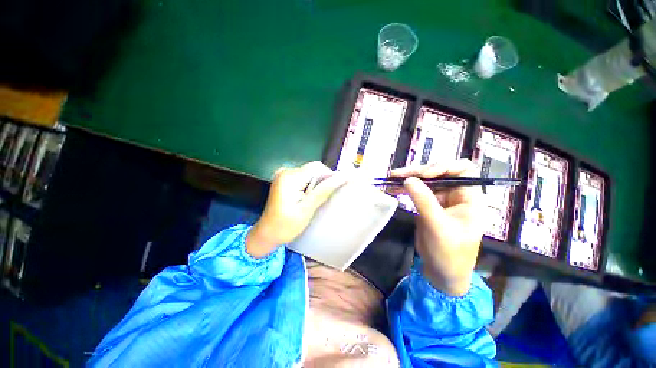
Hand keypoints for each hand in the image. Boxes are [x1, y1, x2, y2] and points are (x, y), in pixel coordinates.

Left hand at [246, 162, 346, 257]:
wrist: (266, 235)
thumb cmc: (285, 226)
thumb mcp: (307, 209)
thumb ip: (324, 191)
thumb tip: (342, 177)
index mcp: (290, 177)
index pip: (317, 167)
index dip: (330, 175)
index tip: (336, 189)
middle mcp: (286, 172)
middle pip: (314, 169)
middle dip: (323, 181)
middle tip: (324, 199)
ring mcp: (284, 176)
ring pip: (310, 174)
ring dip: (317, 185)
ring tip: (316, 200)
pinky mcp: (285, 181)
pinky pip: (304, 178)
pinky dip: (310, 187)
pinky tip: (309, 199)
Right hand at [391, 159, 483, 295]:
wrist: (441, 273)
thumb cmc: (449, 253)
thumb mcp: (437, 227)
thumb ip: (424, 201)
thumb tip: (408, 180)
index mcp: (469, 198)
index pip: (462, 170)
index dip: (444, 167)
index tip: (424, 175)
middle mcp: (456, 195)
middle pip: (439, 173)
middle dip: (418, 172)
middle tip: (398, 174)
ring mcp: (441, 199)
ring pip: (425, 181)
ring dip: (409, 178)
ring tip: (391, 178)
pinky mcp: (428, 205)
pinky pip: (417, 191)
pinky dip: (405, 188)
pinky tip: (393, 188)